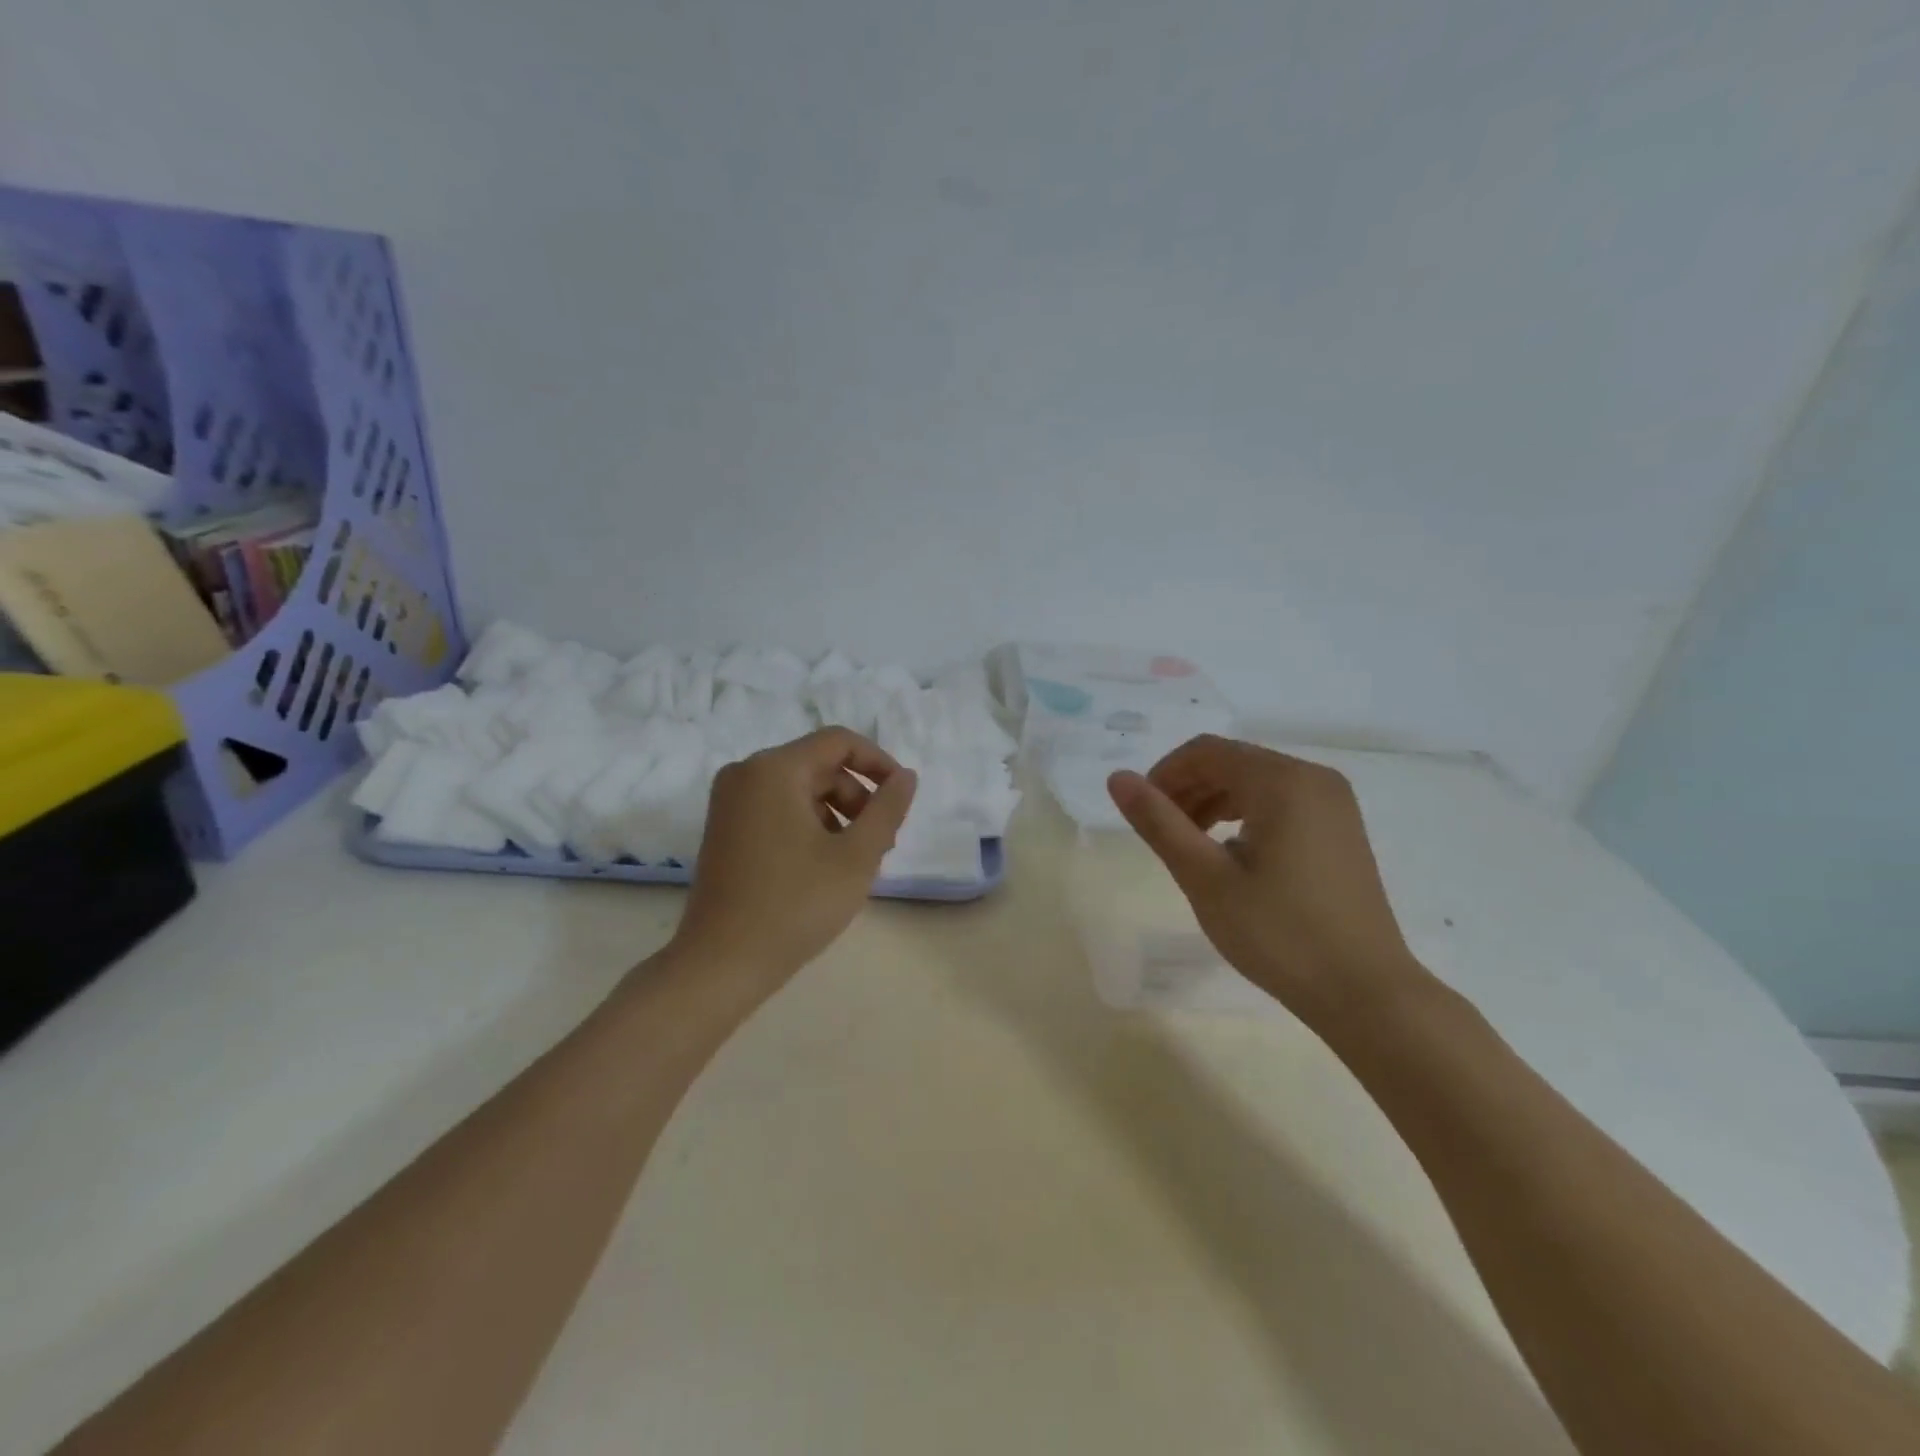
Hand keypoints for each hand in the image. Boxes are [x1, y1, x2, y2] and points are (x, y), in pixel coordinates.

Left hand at [672, 728, 916, 984]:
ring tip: (856, 861)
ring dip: (837, 814)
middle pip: (820, 766)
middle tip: (882, 843)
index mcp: (774, 769)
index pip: (839, 742)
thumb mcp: (857, 856)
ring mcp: (730, 802)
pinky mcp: (724, 828)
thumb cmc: (796, 905)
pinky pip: (778, 809)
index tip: (901, 796)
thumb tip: (905, 776)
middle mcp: (746, 773)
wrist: (722, 963)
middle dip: (858, 797)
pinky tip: (824, 867)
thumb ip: (887, 808)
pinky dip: (809, 825)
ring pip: (800, 790)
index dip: (878, 762)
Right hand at [1107, 735, 1424, 1027]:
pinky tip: (1232, 857)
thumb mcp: (1205, 878)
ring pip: (1255, 783)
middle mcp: (1313, 778)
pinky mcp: (1341, 830)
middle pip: (1232, 762)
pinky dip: (1245, 817)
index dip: (1164, 774)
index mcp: (1282, 781)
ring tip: (1190, 847)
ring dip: (1213, 803)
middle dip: (1188, 789)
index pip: (1206, 751)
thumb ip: (1159, 822)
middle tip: (1162, 835)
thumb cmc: (1280, 934)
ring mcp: (1334, 804)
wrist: (1366, 993)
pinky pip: (1281, 803)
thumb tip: (1118, 778)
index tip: (1142, 814)